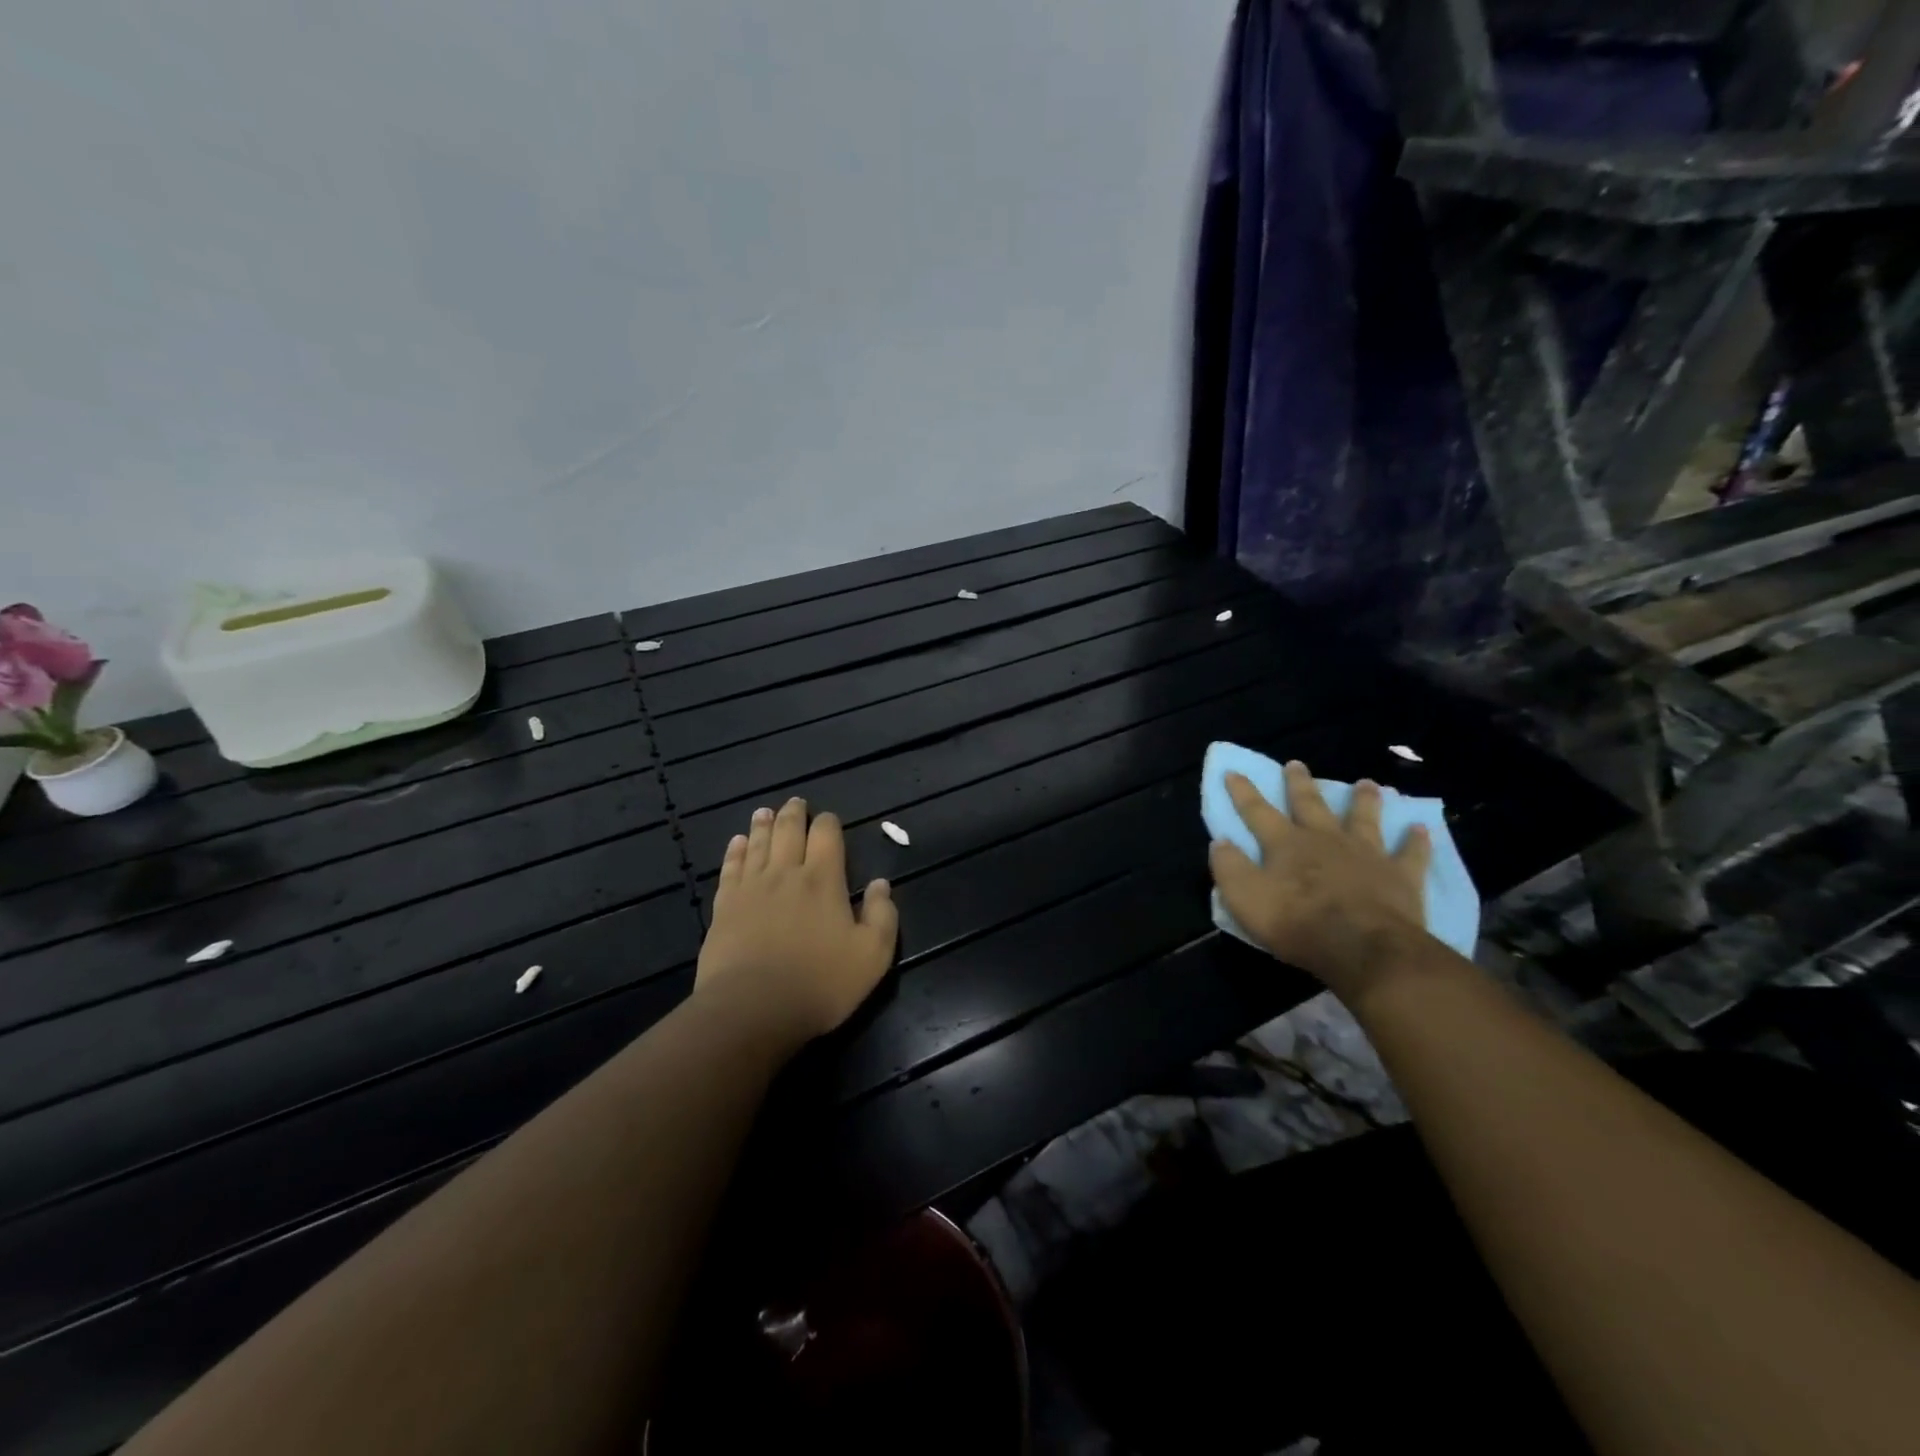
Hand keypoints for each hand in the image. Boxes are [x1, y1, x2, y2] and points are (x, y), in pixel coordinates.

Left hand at [694, 797, 898, 1053]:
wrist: (752, 1009)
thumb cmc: (819, 983)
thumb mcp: (872, 956)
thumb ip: (882, 916)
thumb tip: (880, 884)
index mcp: (823, 879)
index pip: (826, 835)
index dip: (828, 823)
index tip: (829, 820)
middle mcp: (786, 873)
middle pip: (788, 831)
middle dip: (794, 814)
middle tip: (795, 803)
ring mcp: (750, 888)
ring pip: (757, 844)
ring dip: (763, 824)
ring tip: (765, 812)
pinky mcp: (724, 907)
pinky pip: (730, 868)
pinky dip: (735, 851)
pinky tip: (737, 843)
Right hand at [1208, 763, 1434, 1010]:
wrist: (1363, 947)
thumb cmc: (1297, 922)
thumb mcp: (1245, 898)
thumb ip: (1229, 867)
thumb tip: (1220, 841)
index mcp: (1285, 844)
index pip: (1257, 811)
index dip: (1243, 792)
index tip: (1233, 771)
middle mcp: (1325, 839)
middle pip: (1310, 804)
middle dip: (1299, 784)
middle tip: (1296, 764)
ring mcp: (1366, 854)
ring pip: (1364, 819)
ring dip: (1363, 800)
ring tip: (1366, 784)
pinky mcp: (1400, 876)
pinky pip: (1410, 854)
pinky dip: (1416, 841)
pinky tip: (1421, 828)